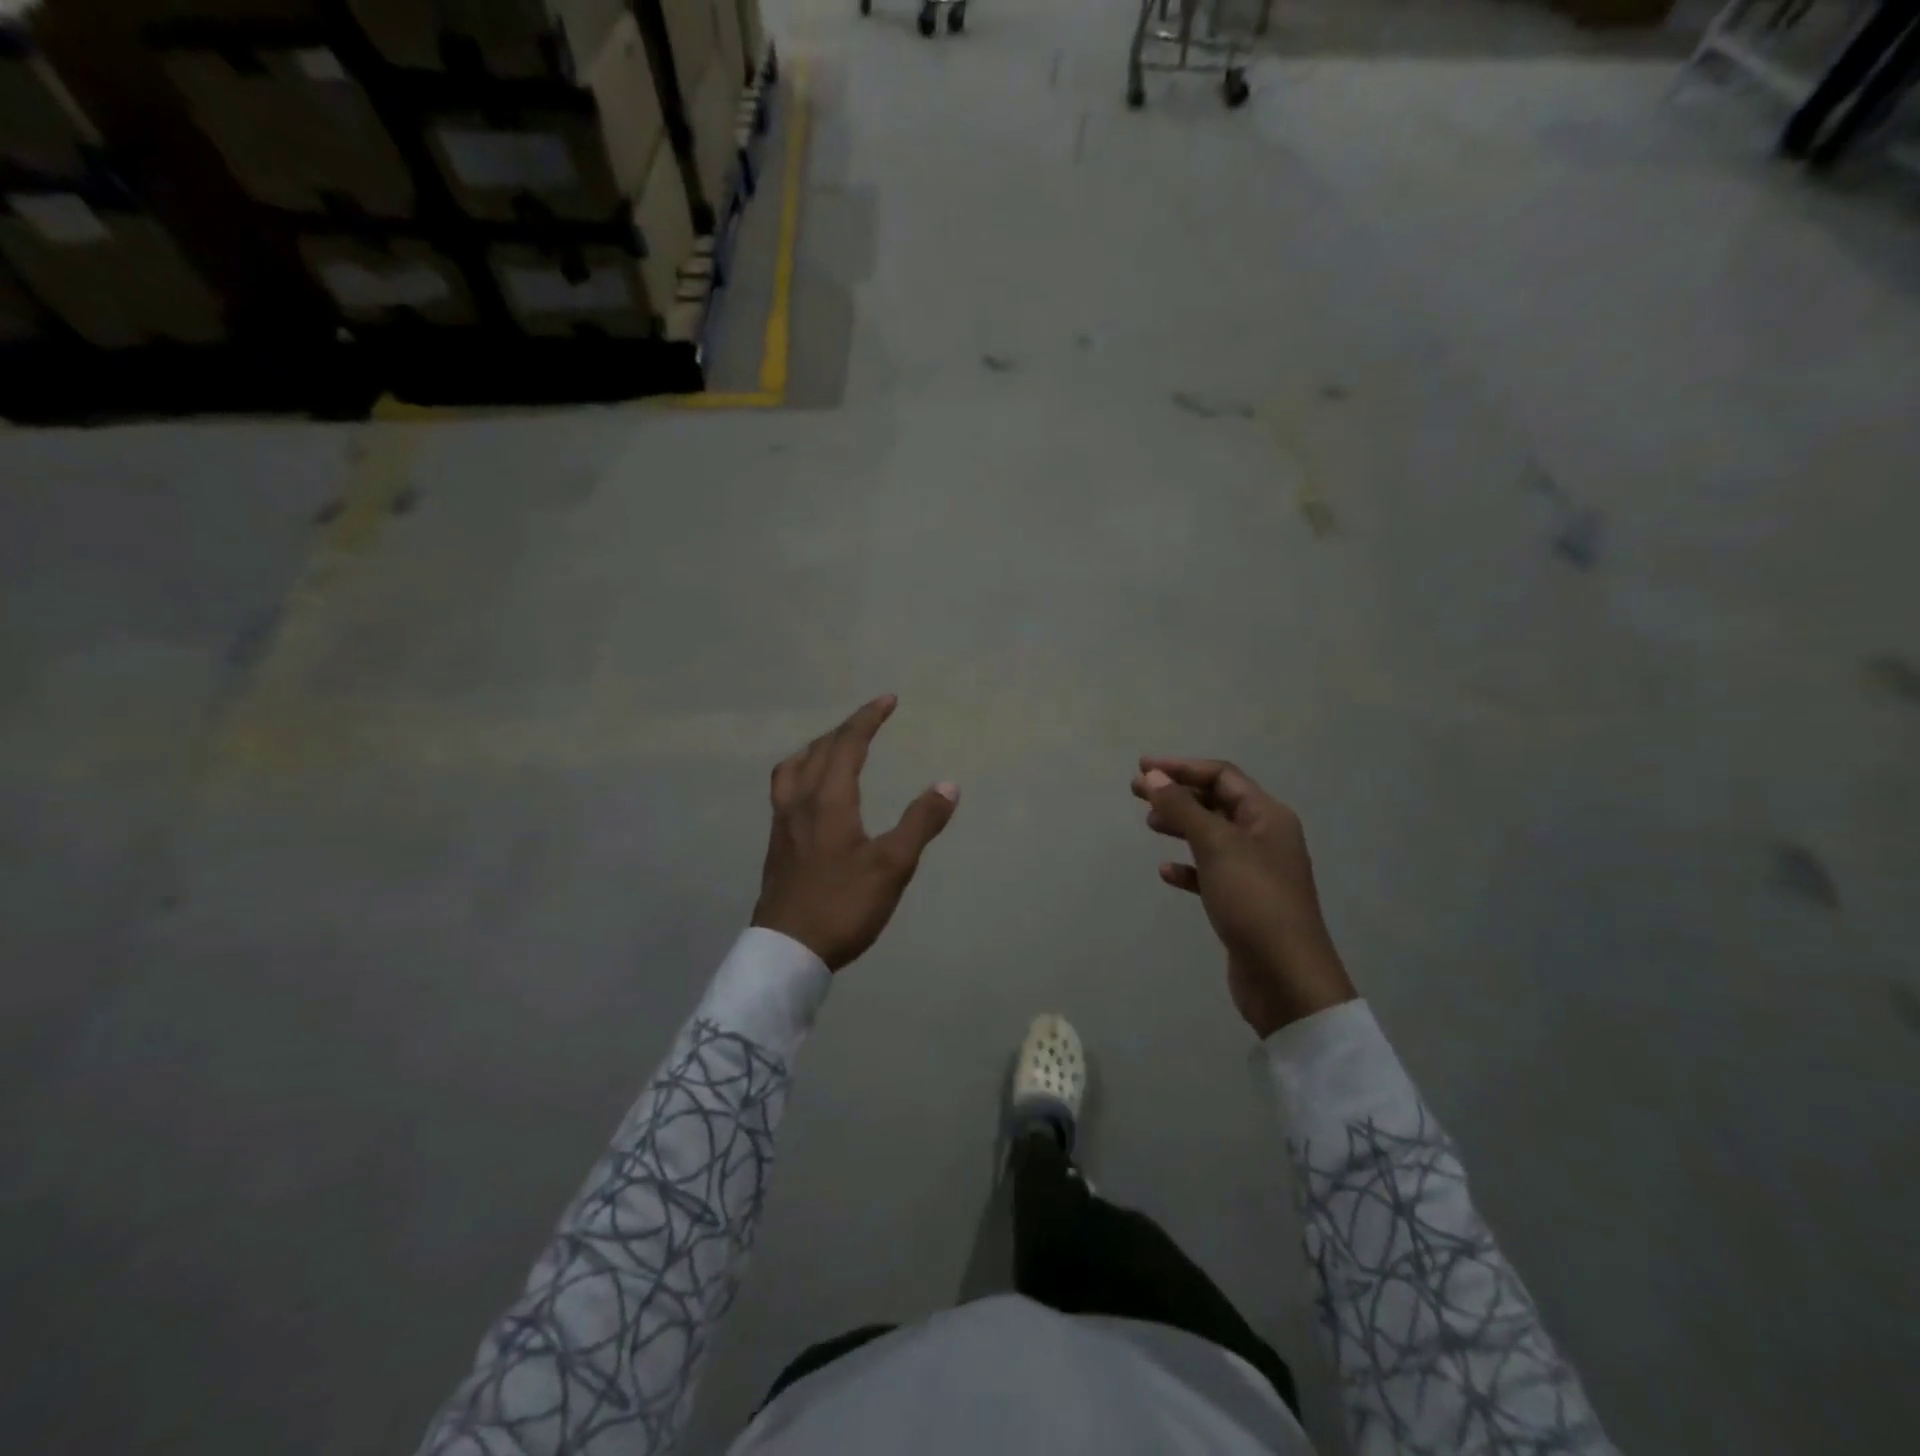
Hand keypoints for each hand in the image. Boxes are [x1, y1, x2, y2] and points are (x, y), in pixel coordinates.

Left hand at [753, 696, 958, 971]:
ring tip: (834, 747)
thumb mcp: (893, 866)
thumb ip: (920, 822)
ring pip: (794, 768)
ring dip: (817, 747)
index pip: (848, 744)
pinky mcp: (777, 844)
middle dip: (847, 729)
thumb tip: (948, 785)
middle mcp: (800, 802)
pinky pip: (785, 788)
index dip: (868, 718)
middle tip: (871, 720)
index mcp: (829, 800)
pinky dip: (802, 772)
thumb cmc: (843, 905)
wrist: (788, 950)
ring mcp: (782, 823)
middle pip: (819, 750)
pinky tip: (812, 792)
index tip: (888, 700)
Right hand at [1132, 757, 1354, 1037]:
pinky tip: (1166, 871)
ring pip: (1212, 836)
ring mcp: (1255, 871)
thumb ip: (1183, 808)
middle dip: (1178, 793)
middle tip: (1137, 793)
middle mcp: (1265, 837)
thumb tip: (1153, 775)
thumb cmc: (1253, 900)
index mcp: (1267, 816)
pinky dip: (1188, 867)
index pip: (1221, 776)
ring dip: (1181, 825)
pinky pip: (1211, 872)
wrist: (1285, 976)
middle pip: (1216, 803)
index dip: (1181, 767)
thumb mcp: (1216, 845)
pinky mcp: (1243, 901)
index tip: (1142, 769)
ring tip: (1150, 824)